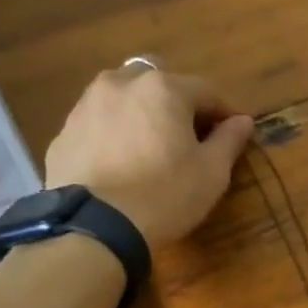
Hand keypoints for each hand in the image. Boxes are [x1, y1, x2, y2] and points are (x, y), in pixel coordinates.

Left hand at [44, 65, 255, 244]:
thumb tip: (243, 121)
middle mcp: (121, 83)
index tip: (234, 134)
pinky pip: (100, 123)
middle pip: (160, 85)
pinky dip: (115, 134)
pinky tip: (122, 163)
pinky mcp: (64, 131)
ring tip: (152, 148)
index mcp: (163, 88)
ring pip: (124, 99)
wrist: (96, 224)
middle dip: (178, 105)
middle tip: (190, 138)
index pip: (206, 91)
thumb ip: (229, 140)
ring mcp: (86, 104)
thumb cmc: (165, 194)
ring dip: (143, 115)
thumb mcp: (211, 172)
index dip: (224, 113)